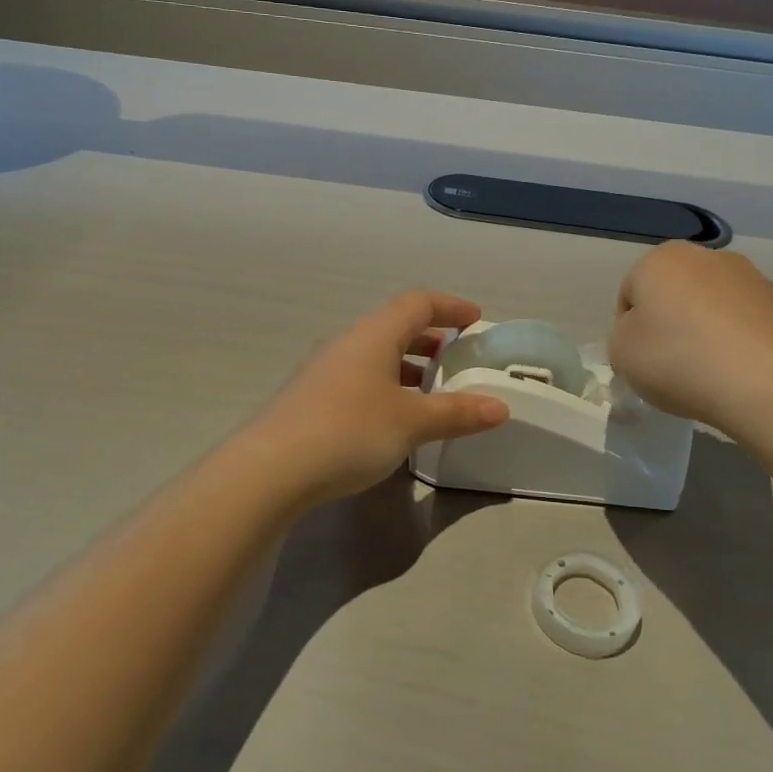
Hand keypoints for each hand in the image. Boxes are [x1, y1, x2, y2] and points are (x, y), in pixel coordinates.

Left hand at [242, 291, 510, 507]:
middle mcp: (347, 343)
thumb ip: (457, 413)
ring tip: (430, 392)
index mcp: (373, 335)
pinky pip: (358, 379)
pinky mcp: (310, 398)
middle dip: (430, 339)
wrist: (271, 468)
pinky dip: (385, 387)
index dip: (450, 307)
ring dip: (406, 366)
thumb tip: (501, 407)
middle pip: (394, 327)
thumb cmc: (349, 431)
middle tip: (457, 359)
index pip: (417, 303)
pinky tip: (392, 420)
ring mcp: (324, 370)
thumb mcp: (411, 423)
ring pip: (374, 355)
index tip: (476, 322)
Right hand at [609, 242, 772, 441]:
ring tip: (709, 374)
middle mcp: (706, 256)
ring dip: (705, 331)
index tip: (640, 359)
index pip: (630, 293)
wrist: (769, 384)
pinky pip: (744, 323)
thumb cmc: (679, 361)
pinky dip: (737, 342)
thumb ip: (623, 336)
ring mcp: (751, 277)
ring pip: (711, 306)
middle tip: (671, 365)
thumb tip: (649, 334)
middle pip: (674, 294)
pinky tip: (738, 373)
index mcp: (660, 259)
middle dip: (670, 324)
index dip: (629, 329)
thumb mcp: (620, 355)